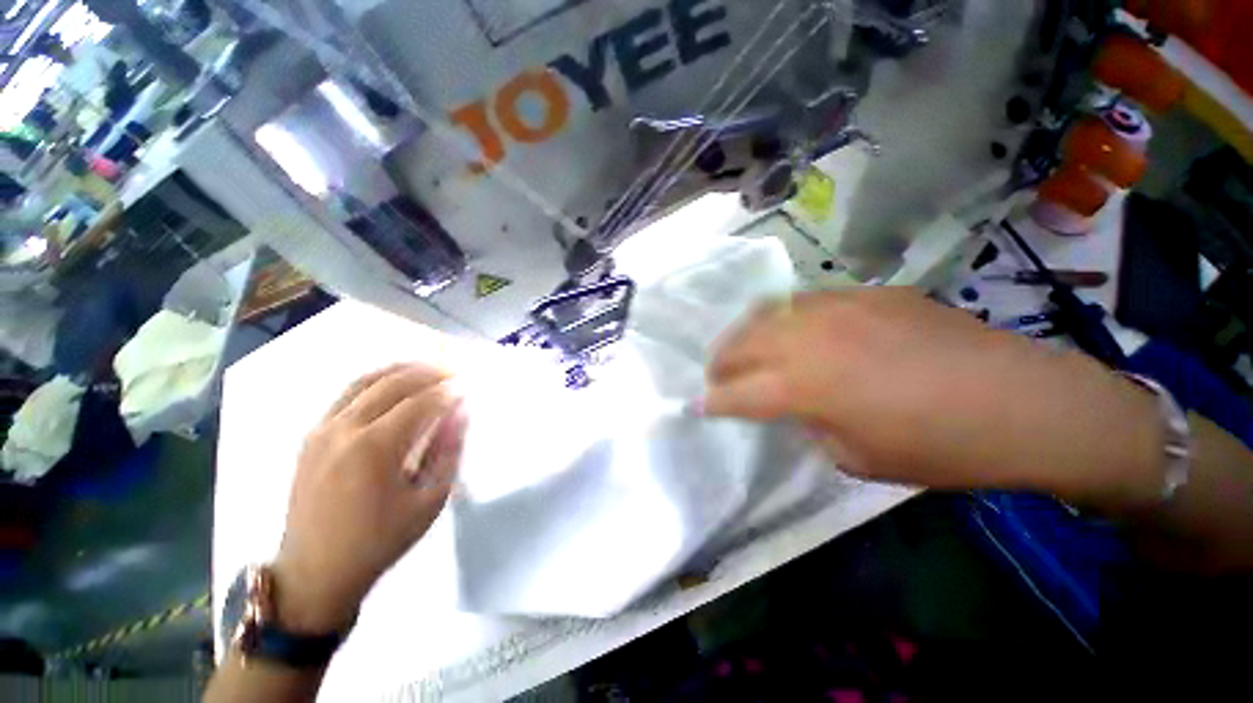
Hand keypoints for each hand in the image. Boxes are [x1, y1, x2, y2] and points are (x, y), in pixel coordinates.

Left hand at [273, 364, 467, 632]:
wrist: (316, 571)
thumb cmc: (380, 540)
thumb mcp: (429, 500)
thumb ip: (448, 450)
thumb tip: (461, 412)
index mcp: (375, 448)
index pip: (421, 402)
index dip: (449, 390)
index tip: (469, 385)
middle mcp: (344, 429)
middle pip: (393, 383)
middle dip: (429, 372)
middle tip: (454, 371)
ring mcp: (322, 429)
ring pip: (365, 381)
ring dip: (401, 369)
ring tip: (428, 367)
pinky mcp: (311, 435)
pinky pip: (346, 394)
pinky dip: (375, 381)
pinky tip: (393, 384)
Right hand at [703, 287, 1161, 501]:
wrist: (1022, 401)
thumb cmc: (938, 448)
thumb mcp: (855, 457)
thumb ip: (808, 423)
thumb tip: (792, 404)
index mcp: (804, 386)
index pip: (737, 394)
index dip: (712, 402)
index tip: (696, 406)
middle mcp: (809, 338)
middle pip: (742, 343)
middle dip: (720, 362)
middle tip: (715, 375)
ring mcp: (837, 308)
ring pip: (767, 312)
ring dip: (745, 333)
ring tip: (742, 348)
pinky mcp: (865, 294)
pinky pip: (806, 301)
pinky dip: (785, 317)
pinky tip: (795, 330)